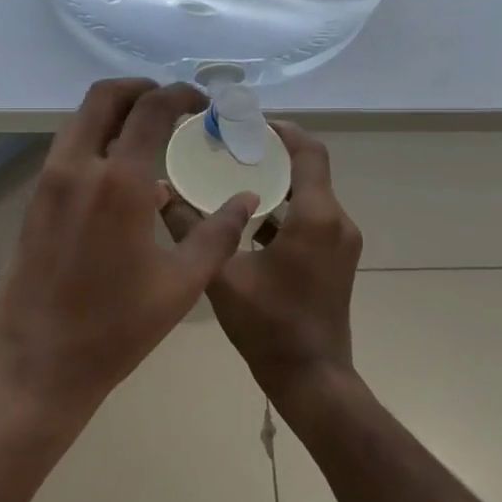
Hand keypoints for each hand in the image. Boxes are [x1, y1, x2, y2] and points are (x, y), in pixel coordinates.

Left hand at [0, 78, 259, 422]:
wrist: (38, 362)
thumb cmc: (116, 328)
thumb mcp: (181, 284)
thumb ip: (218, 234)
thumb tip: (246, 200)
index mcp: (118, 183)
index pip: (150, 110)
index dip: (179, 95)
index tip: (201, 103)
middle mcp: (77, 168)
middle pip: (103, 97)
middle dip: (140, 89)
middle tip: (170, 103)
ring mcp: (49, 182)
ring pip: (80, 120)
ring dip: (114, 112)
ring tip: (148, 132)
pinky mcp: (34, 201)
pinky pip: (67, 150)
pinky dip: (94, 139)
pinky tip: (119, 172)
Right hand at [161, 123, 362, 410]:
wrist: (311, 378)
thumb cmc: (269, 326)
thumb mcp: (221, 275)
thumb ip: (190, 229)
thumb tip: (159, 193)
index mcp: (316, 217)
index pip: (308, 151)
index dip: (281, 130)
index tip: (246, 123)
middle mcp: (337, 221)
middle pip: (309, 169)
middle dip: (272, 153)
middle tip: (230, 147)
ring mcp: (341, 242)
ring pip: (310, 195)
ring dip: (277, 182)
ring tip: (233, 176)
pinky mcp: (336, 259)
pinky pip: (312, 218)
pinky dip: (284, 209)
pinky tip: (248, 218)